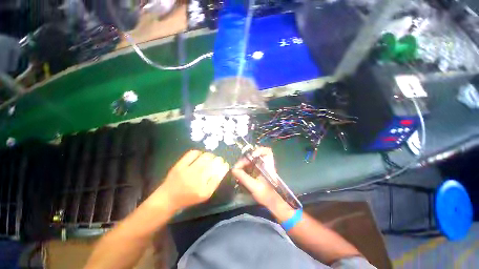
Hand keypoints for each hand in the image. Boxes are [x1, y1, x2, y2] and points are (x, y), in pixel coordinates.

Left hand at [159, 150, 229, 210]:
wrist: (168, 198)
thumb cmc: (189, 198)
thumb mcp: (205, 194)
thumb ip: (215, 182)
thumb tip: (222, 167)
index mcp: (205, 190)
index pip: (220, 173)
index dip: (224, 166)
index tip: (224, 164)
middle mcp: (198, 180)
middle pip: (214, 163)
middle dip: (219, 160)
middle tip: (217, 160)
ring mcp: (188, 171)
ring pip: (206, 156)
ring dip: (210, 155)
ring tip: (209, 157)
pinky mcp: (180, 165)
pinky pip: (193, 153)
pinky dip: (199, 152)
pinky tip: (199, 156)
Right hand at [232, 147, 293, 220]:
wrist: (271, 202)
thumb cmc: (266, 195)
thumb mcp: (254, 186)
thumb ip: (244, 177)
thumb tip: (233, 170)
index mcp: (267, 166)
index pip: (267, 151)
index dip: (259, 150)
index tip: (251, 156)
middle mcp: (264, 164)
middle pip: (254, 156)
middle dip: (245, 160)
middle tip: (237, 167)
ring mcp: (260, 167)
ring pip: (250, 161)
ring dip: (243, 164)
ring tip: (237, 170)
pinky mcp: (257, 171)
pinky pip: (249, 166)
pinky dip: (243, 168)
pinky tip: (239, 173)